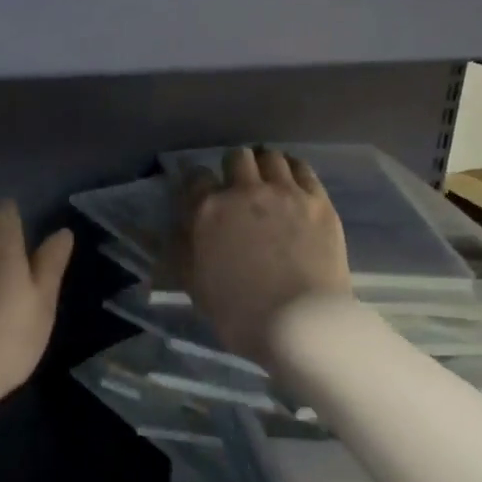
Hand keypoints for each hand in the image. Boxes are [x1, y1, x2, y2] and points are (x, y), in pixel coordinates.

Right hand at [174, 147, 352, 365]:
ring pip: (270, 156)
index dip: (197, 184)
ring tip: (268, 181)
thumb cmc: (240, 313)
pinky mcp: (318, 200)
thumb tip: (163, 230)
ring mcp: (285, 192)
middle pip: (236, 157)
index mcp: (208, 210)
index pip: (195, 176)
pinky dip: (293, 170)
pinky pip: (303, 168)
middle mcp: (244, 190)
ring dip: (264, 166)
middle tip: (238, 188)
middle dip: (233, 169)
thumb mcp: (194, 285)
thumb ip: (178, 250)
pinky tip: (293, 182)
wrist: (301, 324)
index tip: (201, 194)